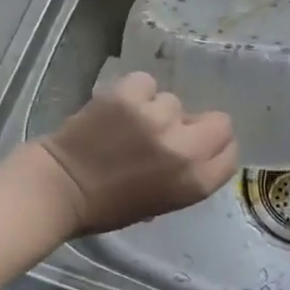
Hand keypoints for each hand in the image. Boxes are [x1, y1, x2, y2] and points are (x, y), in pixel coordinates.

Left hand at [30, 71, 238, 236]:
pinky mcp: (130, 95)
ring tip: (129, 124)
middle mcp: (184, 149)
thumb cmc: (109, 206)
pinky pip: (146, 83)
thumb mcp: (163, 200)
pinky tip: (117, 108)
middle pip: (218, 122)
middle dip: (195, 124)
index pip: (230, 152)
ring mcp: (157, 118)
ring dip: (156, 110)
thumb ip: (187, 172)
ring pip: (173, 102)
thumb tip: (194, 141)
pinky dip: (133, 93)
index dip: (214, 147)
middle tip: (168, 130)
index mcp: (195, 182)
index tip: (197, 146)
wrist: (60, 188)